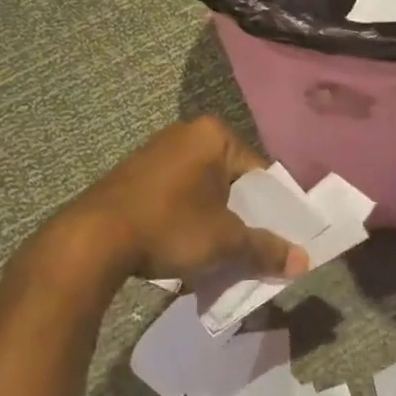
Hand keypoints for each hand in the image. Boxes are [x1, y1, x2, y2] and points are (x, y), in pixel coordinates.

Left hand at [64, 117, 309, 285]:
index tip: (275, 241)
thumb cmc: (170, 227)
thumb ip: (265, 248)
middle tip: (248, 253)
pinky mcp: (134, 174)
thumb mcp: (225, 241)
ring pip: (203, 192)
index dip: (272, 210)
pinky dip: (186, 220)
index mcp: (214, 135)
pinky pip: (176, 196)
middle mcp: (186, 133)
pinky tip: (183, 250)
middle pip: (231, 182)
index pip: (260, 174)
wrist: (92, 239)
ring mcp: (156, 152)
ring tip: (217, 257)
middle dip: (240, 218)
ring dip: (213, 223)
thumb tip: (303, 262)